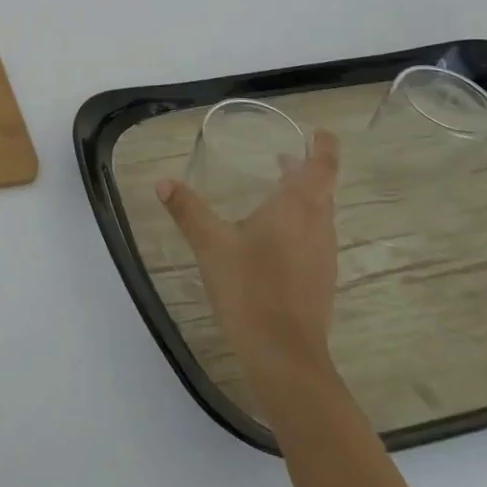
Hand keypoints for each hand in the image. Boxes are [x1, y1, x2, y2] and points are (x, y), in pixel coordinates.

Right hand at [156, 129, 342, 392]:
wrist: (284, 355)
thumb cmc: (250, 288)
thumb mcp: (211, 244)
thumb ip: (188, 210)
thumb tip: (164, 182)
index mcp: (297, 208)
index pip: (322, 167)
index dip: (323, 147)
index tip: (319, 132)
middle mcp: (318, 227)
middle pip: (321, 190)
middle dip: (306, 171)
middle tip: (283, 157)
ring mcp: (323, 257)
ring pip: (318, 216)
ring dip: (303, 198)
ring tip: (275, 191)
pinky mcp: (319, 281)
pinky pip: (313, 239)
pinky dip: (299, 225)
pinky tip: (272, 239)